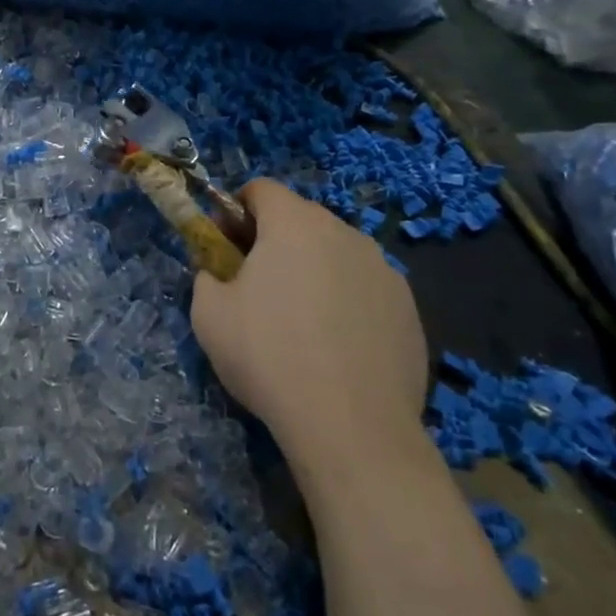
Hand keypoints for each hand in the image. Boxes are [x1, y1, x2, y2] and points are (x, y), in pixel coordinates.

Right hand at [191, 180, 428, 459]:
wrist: (351, 427)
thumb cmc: (268, 356)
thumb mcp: (209, 314)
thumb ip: (206, 276)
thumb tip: (218, 273)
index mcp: (295, 224)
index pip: (260, 189)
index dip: (235, 211)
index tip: (225, 248)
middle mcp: (344, 233)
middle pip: (300, 219)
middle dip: (274, 241)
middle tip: (256, 288)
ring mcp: (384, 270)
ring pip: (335, 253)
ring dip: (312, 270)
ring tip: (300, 324)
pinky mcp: (409, 308)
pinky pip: (364, 288)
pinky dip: (346, 302)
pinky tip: (336, 348)